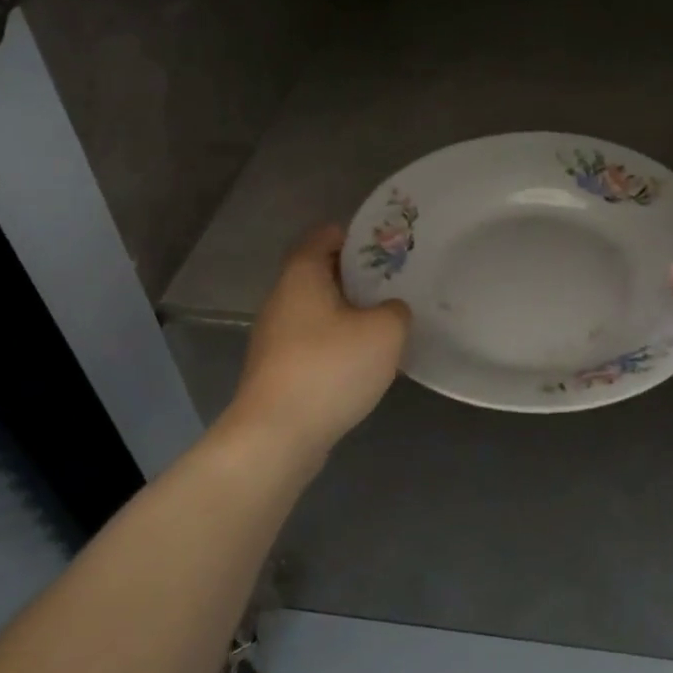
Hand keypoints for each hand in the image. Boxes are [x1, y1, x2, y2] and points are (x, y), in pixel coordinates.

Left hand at [227, 224, 409, 456]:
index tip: (386, 245)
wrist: (277, 436)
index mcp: (302, 275)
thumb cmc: (330, 368)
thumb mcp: (385, 332)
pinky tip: (363, 361)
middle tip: (395, 283)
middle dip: (357, 276)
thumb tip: (390, 310)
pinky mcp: (277, 370)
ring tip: (386, 322)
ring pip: (318, 310)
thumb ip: (396, 310)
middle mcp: (282, 299)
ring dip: (348, 312)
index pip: (324, 236)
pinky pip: (313, 342)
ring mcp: (276, 337)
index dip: (356, 236)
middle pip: (321, 273)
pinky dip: (337, 343)